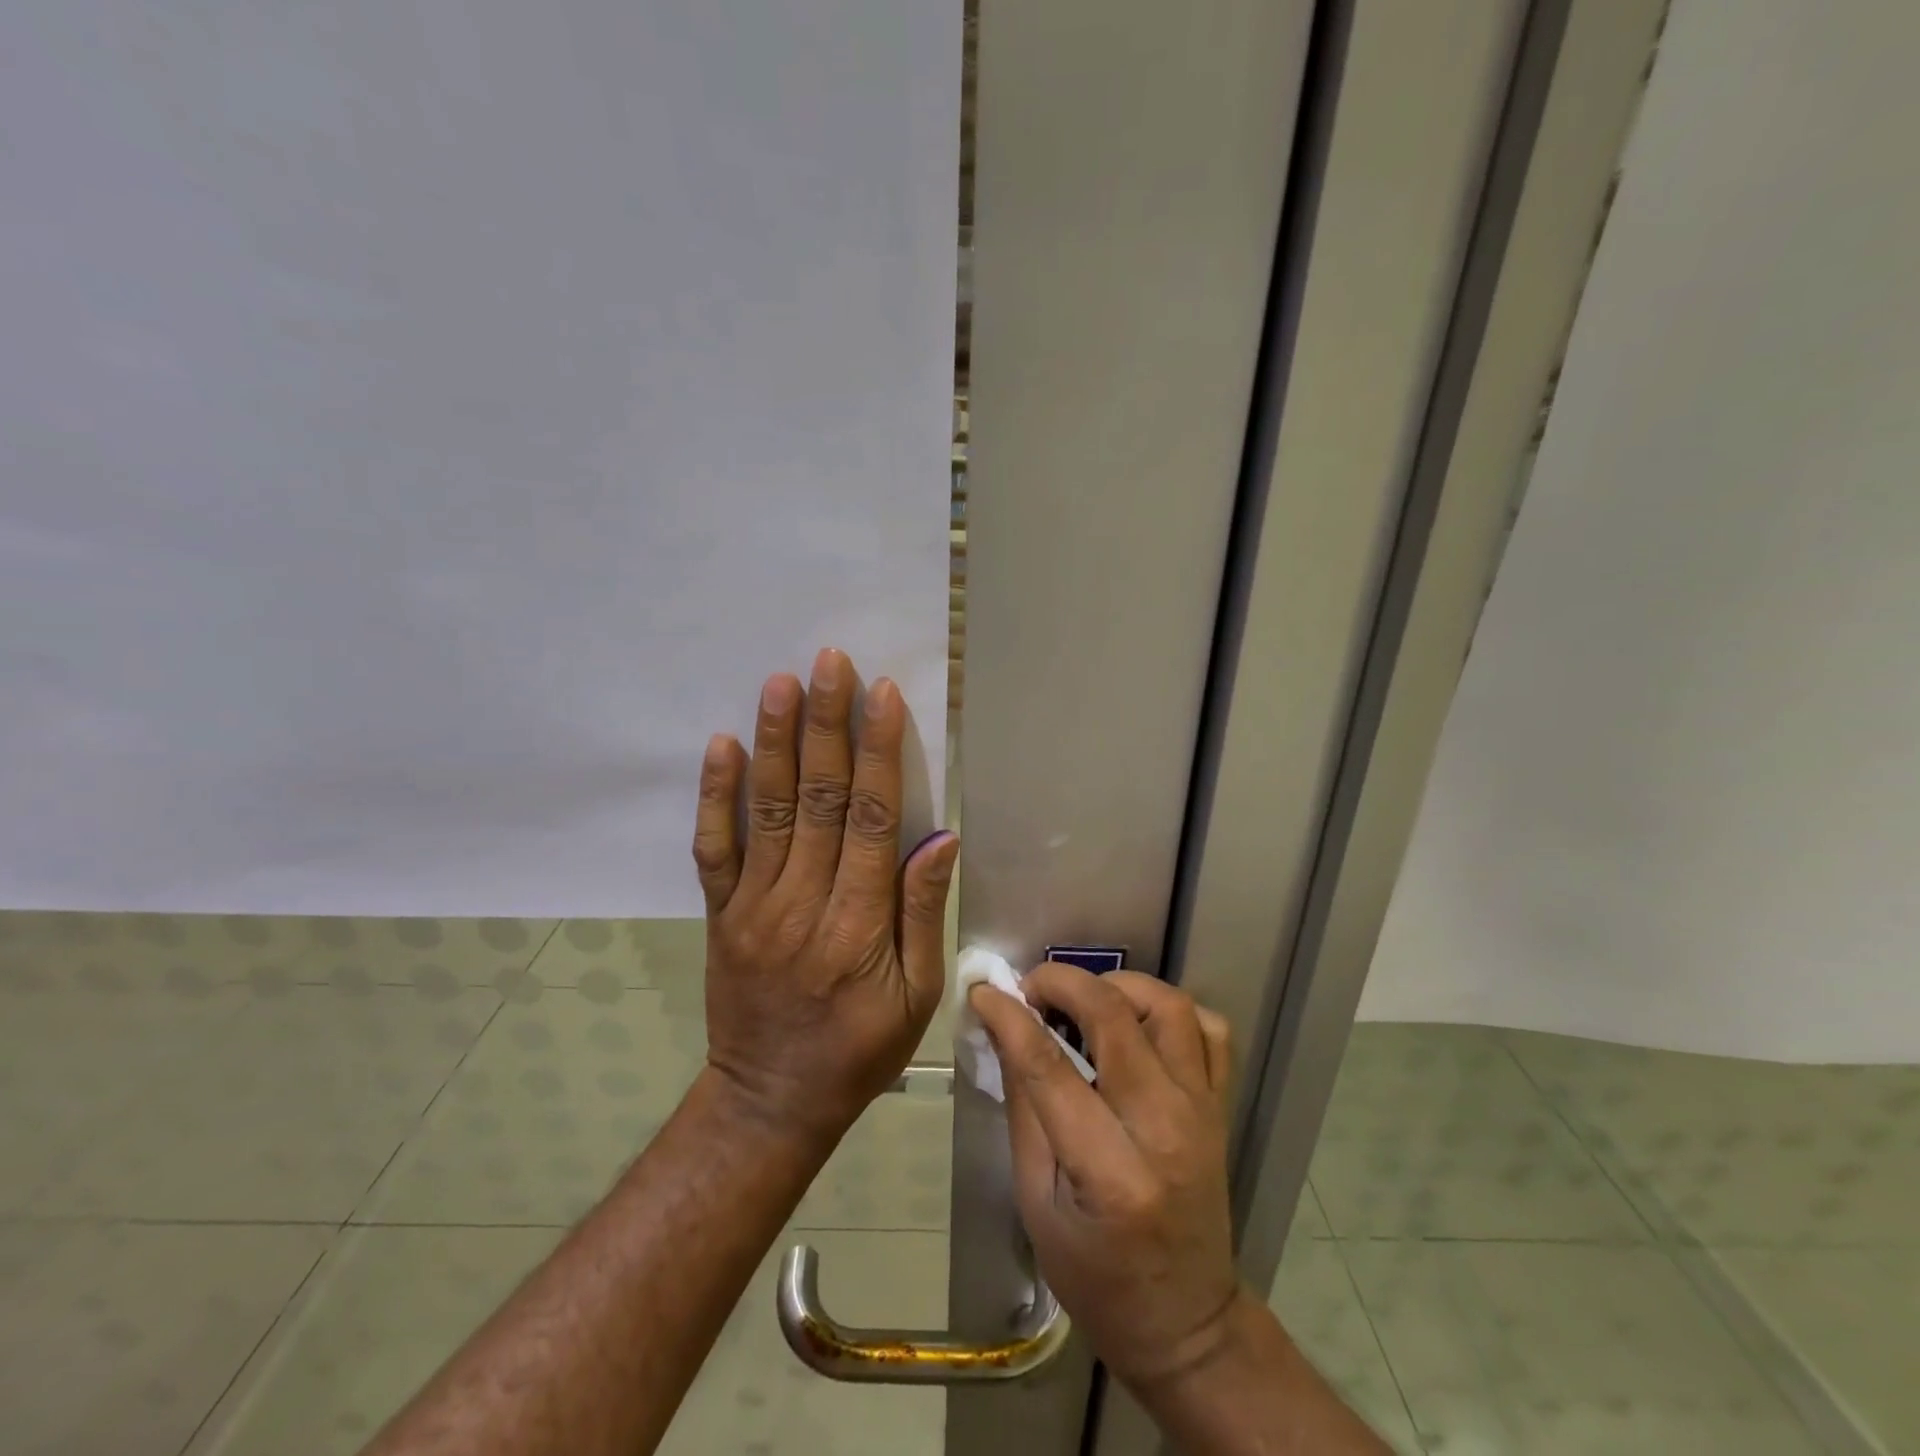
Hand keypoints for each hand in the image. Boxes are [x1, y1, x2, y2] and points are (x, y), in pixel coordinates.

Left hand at [692, 647, 958, 1144]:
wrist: (770, 1101)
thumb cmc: (859, 1051)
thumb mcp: (916, 997)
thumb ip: (921, 913)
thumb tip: (939, 838)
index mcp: (858, 924)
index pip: (872, 820)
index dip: (879, 753)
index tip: (881, 695)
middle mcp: (802, 902)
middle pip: (817, 799)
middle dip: (826, 726)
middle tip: (828, 663)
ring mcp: (753, 906)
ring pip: (766, 810)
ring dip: (774, 742)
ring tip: (780, 683)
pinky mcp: (720, 914)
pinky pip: (713, 848)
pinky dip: (715, 796)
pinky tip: (721, 746)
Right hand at [970, 965, 1241, 1388]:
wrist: (1187, 1324)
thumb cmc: (1096, 1277)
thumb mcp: (1036, 1203)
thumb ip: (1024, 1108)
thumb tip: (1004, 1031)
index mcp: (1110, 1171)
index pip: (1050, 1067)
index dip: (1010, 1018)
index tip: (985, 992)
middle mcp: (1165, 1128)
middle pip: (1114, 1017)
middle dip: (1063, 983)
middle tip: (1032, 989)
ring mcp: (1202, 1111)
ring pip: (1169, 1007)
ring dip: (1119, 987)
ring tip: (1084, 1000)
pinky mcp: (1221, 1106)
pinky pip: (1210, 1030)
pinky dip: (1171, 1011)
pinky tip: (1138, 1024)